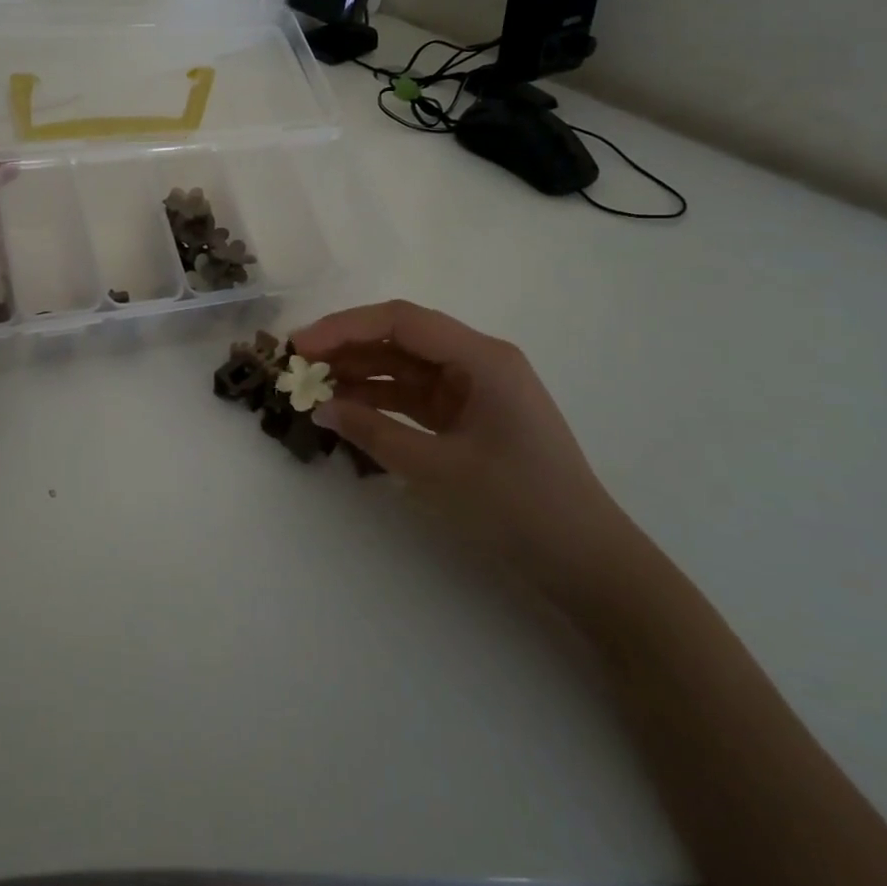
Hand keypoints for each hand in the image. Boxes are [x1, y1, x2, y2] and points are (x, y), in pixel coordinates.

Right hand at [292, 300, 639, 610]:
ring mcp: (475, 389)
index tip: (301, 346)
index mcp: (482, 357)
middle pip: (402, 337)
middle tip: (299, 364)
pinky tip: (347, 409)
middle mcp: (478, 361)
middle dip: (348, 347)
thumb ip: (374, 433)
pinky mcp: (469, 416)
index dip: (345, 327)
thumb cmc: (519, 507)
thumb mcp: (438, 469)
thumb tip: (320, 409)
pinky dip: (381, 401)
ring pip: (405, 366)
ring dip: (360, 373)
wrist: (587, 564)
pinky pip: (415, 396)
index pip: (402, 321)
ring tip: (313, 386)